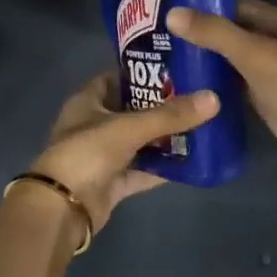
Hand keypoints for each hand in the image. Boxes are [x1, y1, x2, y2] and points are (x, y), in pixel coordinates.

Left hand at [27, 72, 219, 228]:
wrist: (62, 207)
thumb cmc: (88, 152)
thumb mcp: (130, 127)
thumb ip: (171, 115)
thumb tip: (214, 98)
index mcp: (88, 101)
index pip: (118, 77)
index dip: (144, 72)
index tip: (177, 68)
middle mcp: (94, 124)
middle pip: (132, 110)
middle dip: (162, 107)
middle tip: (197, 97)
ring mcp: (103, 155)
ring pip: (139, 141)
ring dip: (164, 138)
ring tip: (201, 126)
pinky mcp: (112, 182)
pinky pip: (142, 170)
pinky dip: (162, 167)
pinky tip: (191, 162)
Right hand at [168, 0, 276, 180]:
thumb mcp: (255, 54)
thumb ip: (215, 33)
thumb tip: (172, 13)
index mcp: (276, 21)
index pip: (232, 3)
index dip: (201, 4)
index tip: (164, 7)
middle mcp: (271, 41)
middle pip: (227, 32)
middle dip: (195, 33)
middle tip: (151, 36)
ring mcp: (267, 71)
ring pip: (227, 60)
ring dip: (200, 60)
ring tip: (158, 59)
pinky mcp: (262, 98)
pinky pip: (230, 84)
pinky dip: (210, 84)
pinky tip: (181, 87)